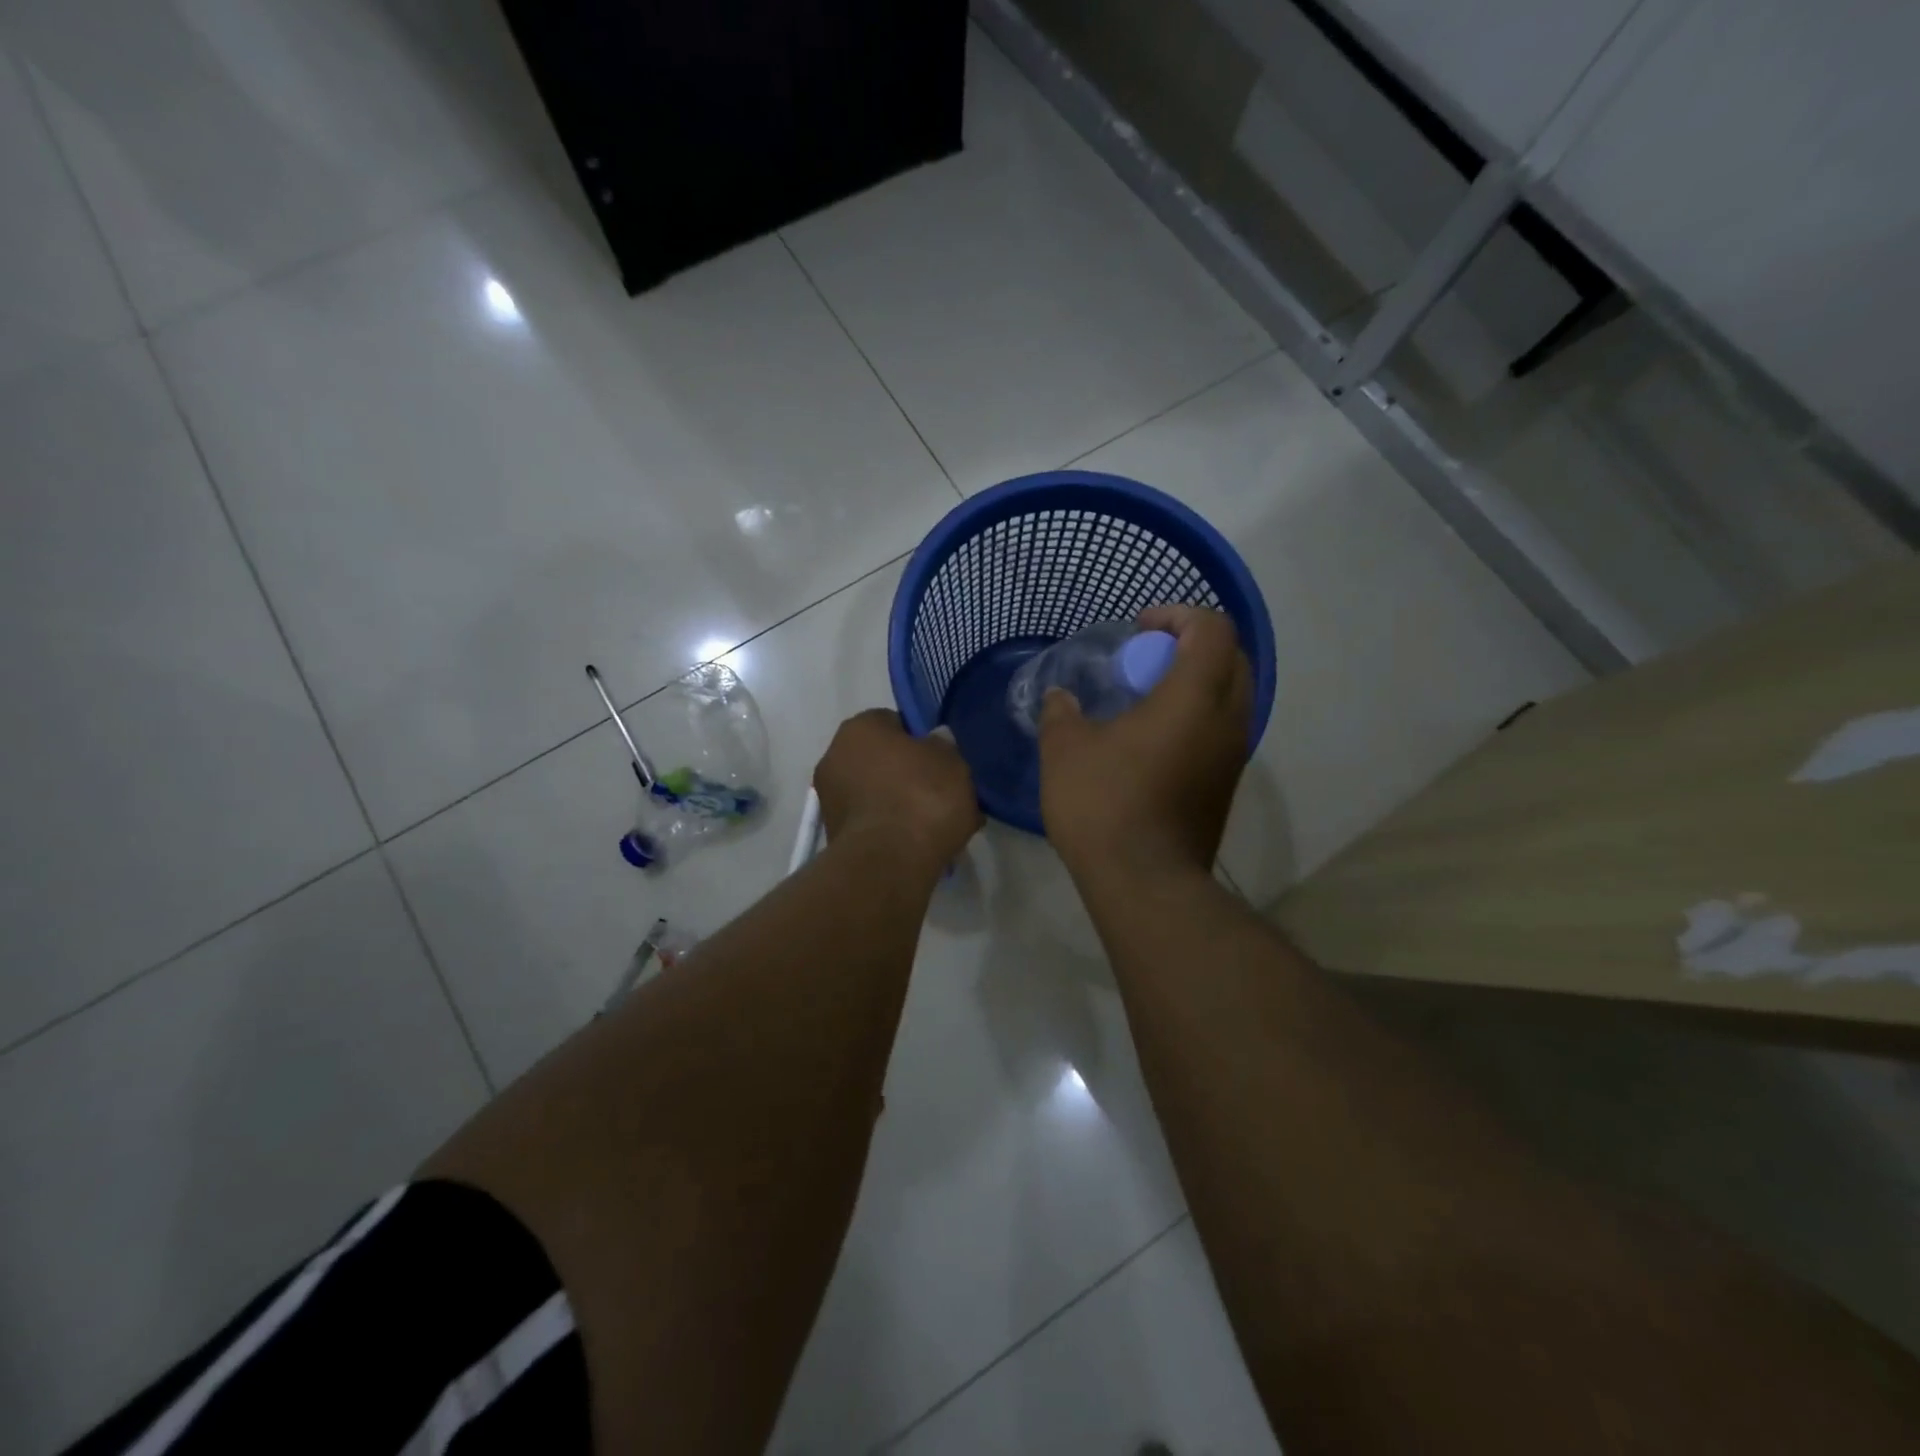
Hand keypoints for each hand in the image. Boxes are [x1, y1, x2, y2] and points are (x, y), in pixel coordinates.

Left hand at [814, 709, 981, 870]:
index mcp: (859, 727)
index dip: (922, 740)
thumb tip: (934, 743)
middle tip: (941, 792)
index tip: (942, 761)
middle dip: (908, 774)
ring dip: (901, 804)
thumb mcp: (951, 760)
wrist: (889, 863)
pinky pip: (873, 823)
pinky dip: (892, 829)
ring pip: (878, 793)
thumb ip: (944, 745)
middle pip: (882, 760)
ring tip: (936, 824)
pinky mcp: (834, 835)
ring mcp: (830, 798)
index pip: (894, 722)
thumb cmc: (922, 796)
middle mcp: (835, 756)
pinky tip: (919, 843)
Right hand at [1039, 605, 1252, 881]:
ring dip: (1197, 682)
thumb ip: (1061, 713)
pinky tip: (1153, 738)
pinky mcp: (1226, 785)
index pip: (1212, 628)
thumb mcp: (1066, 750)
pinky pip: (1222, 729)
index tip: (1138, 630)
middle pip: (1232, 657)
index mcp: (1194, 696)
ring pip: (1232, 695)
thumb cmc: (1104, 804)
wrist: (1145, 882)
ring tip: (1148, 696)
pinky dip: (1197, 715)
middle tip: (1146, 658)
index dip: (1177, 615)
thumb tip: (1061, 699)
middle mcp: (1228, 719)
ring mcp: (1233, 756)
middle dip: (1192, 644)